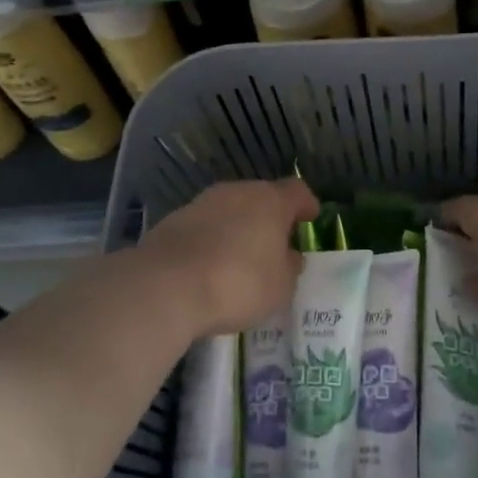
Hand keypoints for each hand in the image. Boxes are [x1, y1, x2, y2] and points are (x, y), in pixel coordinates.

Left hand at [134, 179, 318, 337]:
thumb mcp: (280, 286)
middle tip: (275, 244)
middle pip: (261, 197)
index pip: (297, 191)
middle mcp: (237, 192)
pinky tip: (210, 265)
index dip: (306, 204)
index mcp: (270, 201)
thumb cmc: (238, 283)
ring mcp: (202, 203)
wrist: (167, 285)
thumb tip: (289, 256)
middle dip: (269, 218)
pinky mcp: (174, 220)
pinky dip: (212, 240)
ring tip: (241, 257)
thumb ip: (289, 267)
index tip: (311, 217)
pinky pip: (204, 226)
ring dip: (238, 227)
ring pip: (230, 210)